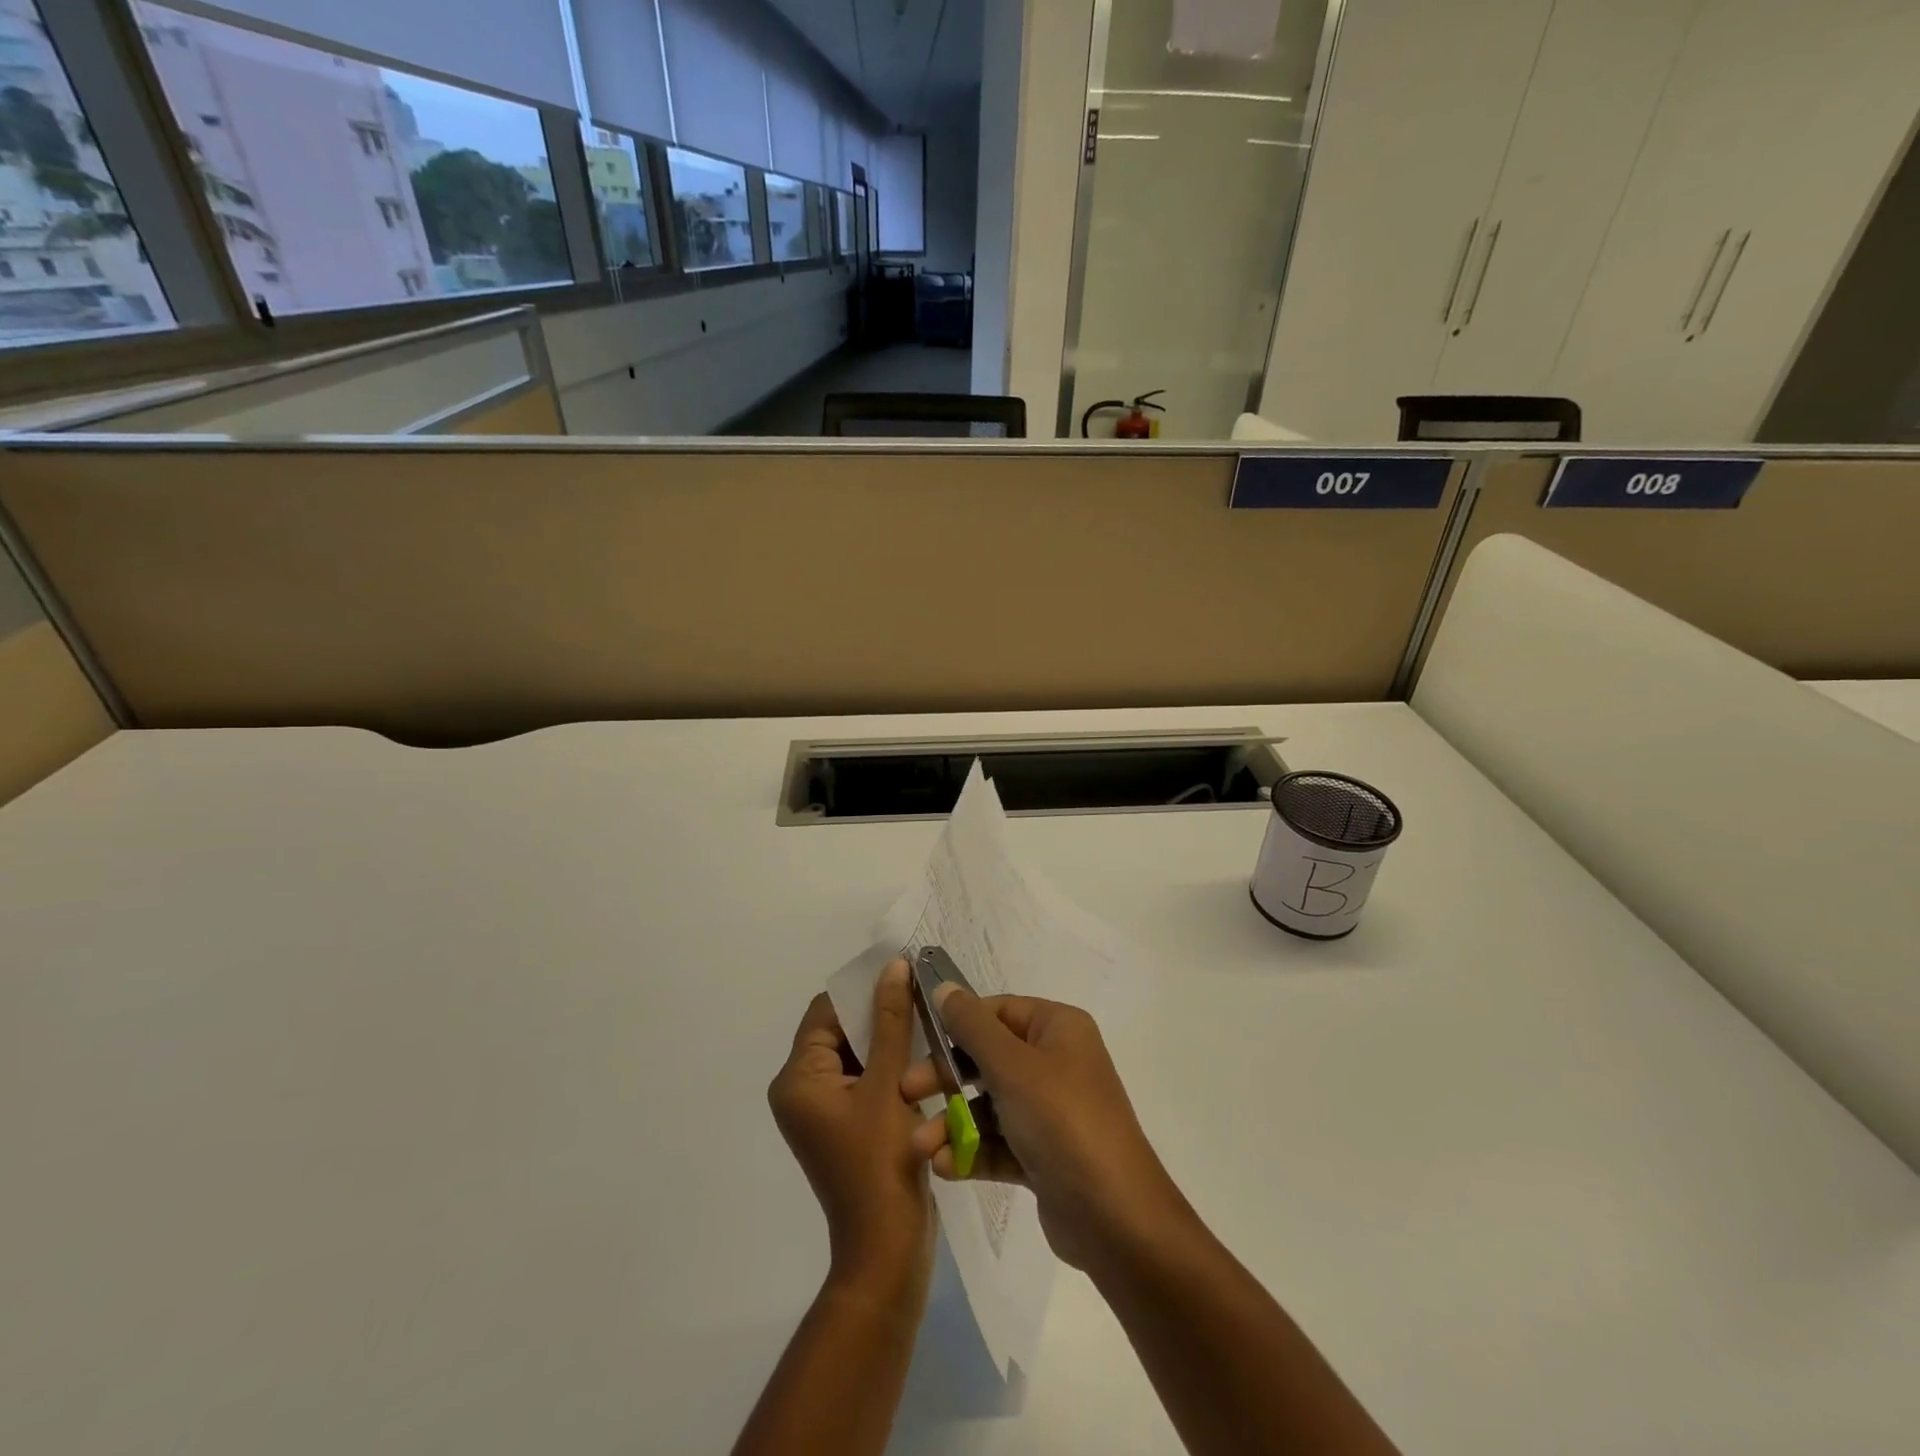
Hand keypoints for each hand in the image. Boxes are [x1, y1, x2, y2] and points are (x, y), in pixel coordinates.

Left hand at [767, 961, 932, 1292]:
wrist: (887, 1249)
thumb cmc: (880, 1163)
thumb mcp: (887, 1084)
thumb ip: (891, 1021)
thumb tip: (894, 967)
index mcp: (798, 1079)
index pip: (826, 1012)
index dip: (862, 990)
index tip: (902, 974)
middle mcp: (802, 1090)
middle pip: (840, 1031)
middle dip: (878, 1013)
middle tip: (921, 995)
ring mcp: (824, 1109)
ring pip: (856, 1053)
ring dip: (888, 1038)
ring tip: (927, 1019)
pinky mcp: (845, 1124)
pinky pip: (864, 1078)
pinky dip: (889, 1064)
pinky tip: (922, 1055)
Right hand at [901, 989, 1191, 1271]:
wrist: (1115, 1219)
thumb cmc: (1062, 1122)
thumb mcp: (1012, 1067)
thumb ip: (972, 1027)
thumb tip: (944, 986)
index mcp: (1057, 1028)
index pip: (998, 1011)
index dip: (957, 1024)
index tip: (918, 1040)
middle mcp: (1056, 1062)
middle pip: (988, 1058)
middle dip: (946, 1078)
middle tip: (907, 1093)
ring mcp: (1051, 1111)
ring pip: (989, 1104)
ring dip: (953, 1123)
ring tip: (920, 1146)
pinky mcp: (1044, 1154)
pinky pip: (999, 1142)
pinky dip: (971, 1151)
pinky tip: (943, 1167)